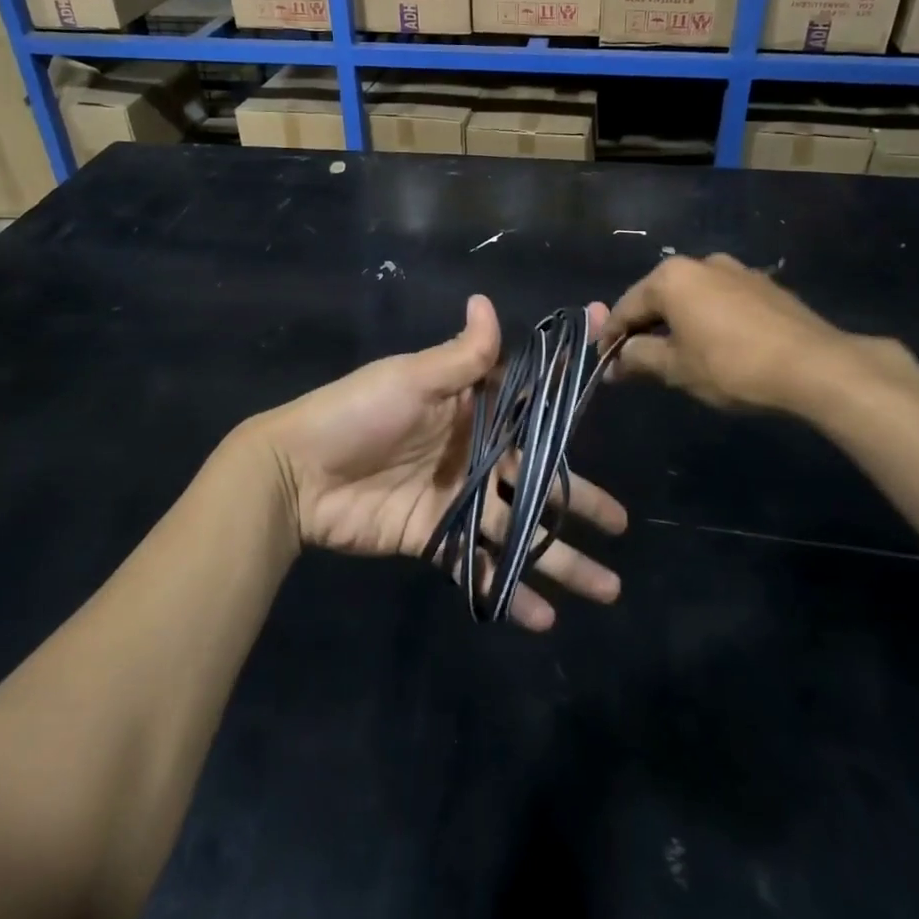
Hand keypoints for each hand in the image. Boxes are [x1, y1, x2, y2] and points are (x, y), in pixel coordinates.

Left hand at [247, 296, 627, 631]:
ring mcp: (454, 499)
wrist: (296, 471)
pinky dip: (508, 590)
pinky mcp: (433, 539)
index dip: (568, 413)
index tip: (609, 402)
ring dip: (558, 559)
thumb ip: (460, 355)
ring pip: (517, 530)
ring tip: (606, 589)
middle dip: (578, 503)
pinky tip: (542, 618)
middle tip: (621, 526)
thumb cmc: (358, 413)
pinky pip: (478, 565)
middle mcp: (471, 453)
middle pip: (534, 479)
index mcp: (470, 410)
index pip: (530, 412)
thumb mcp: (411, 378)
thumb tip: (486, 300)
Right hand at [601, 253, 911, 418]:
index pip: (627, 307)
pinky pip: (720, 301)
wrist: (815, 366)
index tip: (605, 364)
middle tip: (635, 362)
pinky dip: (706, 320)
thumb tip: (616, 362)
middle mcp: (700, 263)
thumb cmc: (731, 365)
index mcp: (671, 277)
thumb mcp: (676, 368)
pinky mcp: (764, 286)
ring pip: (690, 298)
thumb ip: (639, 358)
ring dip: (676, 324)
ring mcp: (736, 270)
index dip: (611, 338)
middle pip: (658, 297)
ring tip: (675, 355)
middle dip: (643, 329)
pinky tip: (713, 346)